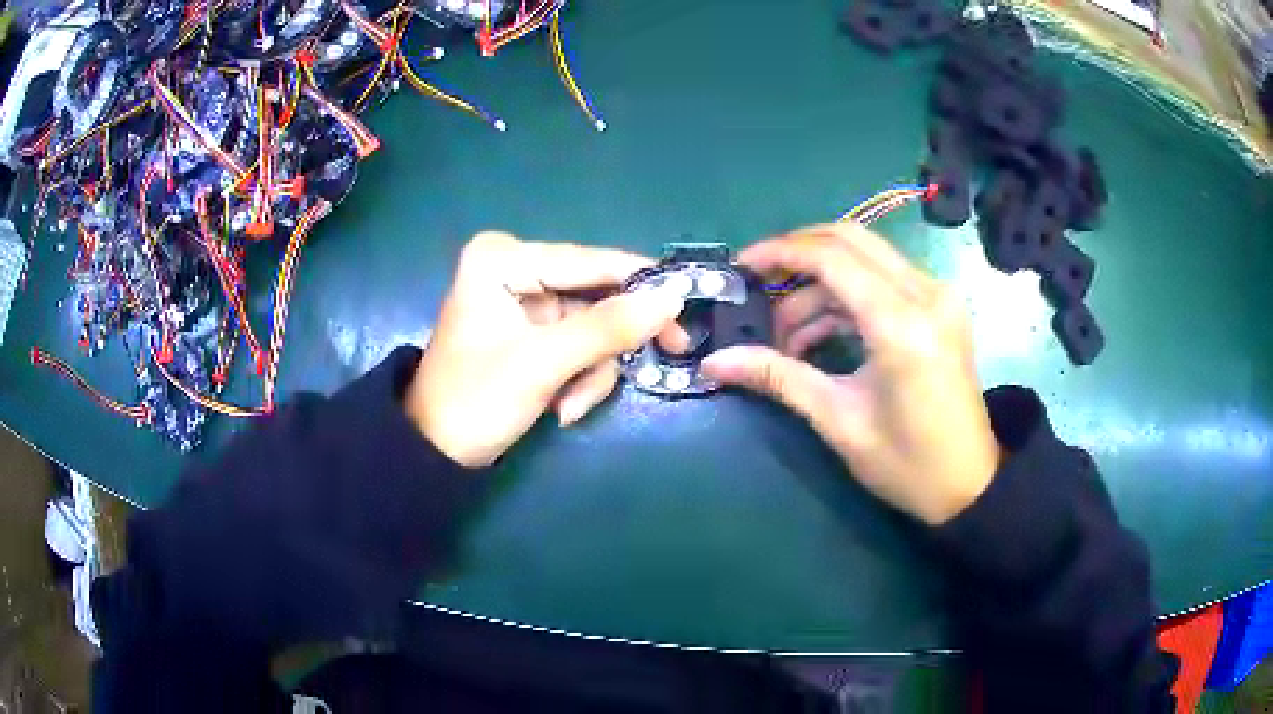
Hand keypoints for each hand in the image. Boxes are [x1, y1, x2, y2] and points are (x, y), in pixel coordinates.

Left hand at [407, 232, 684, 467]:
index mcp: (502, 260)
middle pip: (594, 295)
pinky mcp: (529, 330)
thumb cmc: (476, 401)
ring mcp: (522, 301)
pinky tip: (560, 407)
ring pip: (592, 326)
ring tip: (568, 405)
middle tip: (665, 355)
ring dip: (591, 370)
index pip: (588, 261)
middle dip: (607, 345)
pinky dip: (578, 378)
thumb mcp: (543, 364)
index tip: (686, 301)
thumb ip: (607, 328)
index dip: (639, 282)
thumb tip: (671, 297)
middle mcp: (513, 269)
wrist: (436, 453)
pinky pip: (577, 344)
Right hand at [701, 225, 1000, 524]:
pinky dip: (848, 295)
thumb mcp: (839, 421)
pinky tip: (822, 333)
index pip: (832, 258)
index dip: (780, 253)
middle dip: (798, 254)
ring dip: (821, 283)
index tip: (741, 266)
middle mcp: (925, 294)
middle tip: (760, 284)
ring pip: (866, 257)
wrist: (970, 485)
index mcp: (901, 324)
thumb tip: (714, 363)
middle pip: (850, 240)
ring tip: (788, 336)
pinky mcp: (941, 307)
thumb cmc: (907, 465)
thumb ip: (779, 377)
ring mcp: (938, 296)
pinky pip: (884, 279)